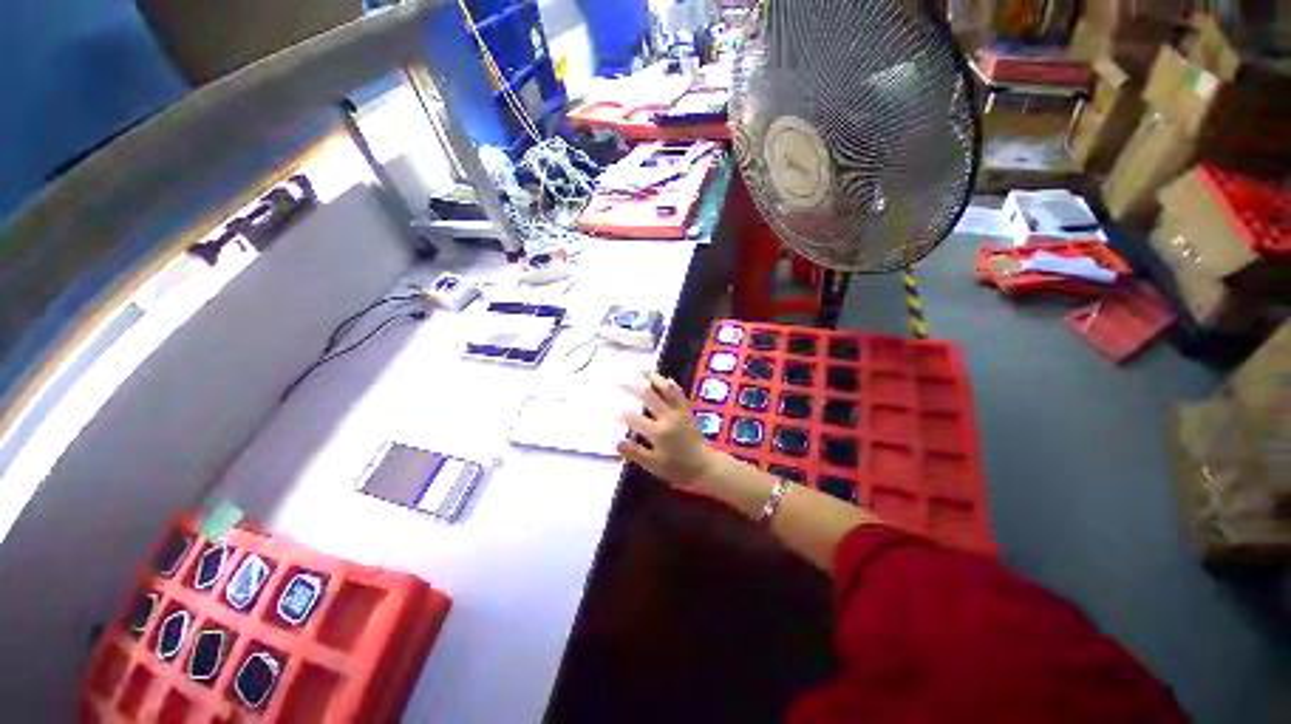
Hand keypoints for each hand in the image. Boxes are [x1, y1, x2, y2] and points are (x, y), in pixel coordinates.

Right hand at [618, 371, 719, 485]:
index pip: (633, 419)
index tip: (611, 413)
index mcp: (657, 431)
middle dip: (631, 388)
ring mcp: (679, 412)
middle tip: (619, 382)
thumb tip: (616, 442)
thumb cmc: (678, 468)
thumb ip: (635, 453)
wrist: (706, 466)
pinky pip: (679, 394)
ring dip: (653, 378)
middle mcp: (667, 417)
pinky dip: (671, 385)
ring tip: (642, 370)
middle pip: (647, 396)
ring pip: (666, 389)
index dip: (620, 415)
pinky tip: (666, 379)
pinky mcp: (687, 411)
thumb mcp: (654, 465)